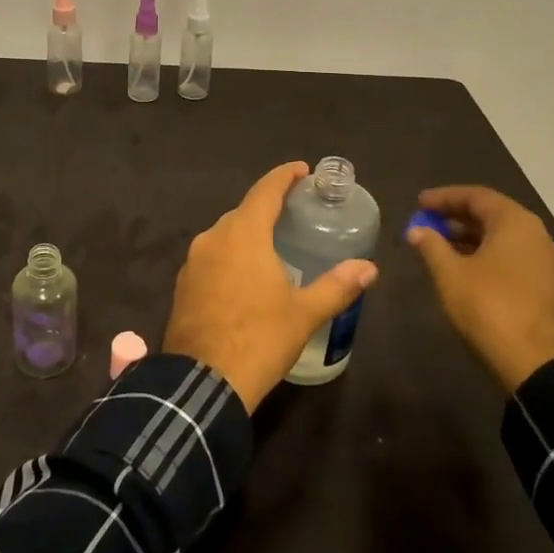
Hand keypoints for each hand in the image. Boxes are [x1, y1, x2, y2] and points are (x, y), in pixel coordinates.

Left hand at [164, 161, 378, 410]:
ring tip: (273, 246)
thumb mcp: (304, 314)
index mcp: (243, 234)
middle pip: (244, 212)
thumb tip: (369, 268)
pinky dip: (231, 257)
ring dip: (248, 234)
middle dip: (268, 207)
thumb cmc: (259, 339)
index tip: (302, 170)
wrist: (203, 382)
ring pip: (225, 235)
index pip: (266, 190)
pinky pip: (212, 258)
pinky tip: (245, 277)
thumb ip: (337, 286)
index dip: (285, 176)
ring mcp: (193, 261)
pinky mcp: (183, 284)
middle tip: (295, 213)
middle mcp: (213, 238)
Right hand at [406, 185, 553, 390]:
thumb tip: (417, 230)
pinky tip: (467, 272)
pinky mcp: (550, 288)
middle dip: (457, 218)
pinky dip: (488, 257)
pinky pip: (514, 259)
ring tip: (441, 248)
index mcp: (515, 223)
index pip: (477, 196)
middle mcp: (537, 235)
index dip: (444, 198)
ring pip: (504, 239)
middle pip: (493, 215)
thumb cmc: (490, 308)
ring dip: (472, 239)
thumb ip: (432, 246)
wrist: (540, 364)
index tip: (419, 203)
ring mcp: (547, 263)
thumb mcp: (451, 275)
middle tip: (427, 224)